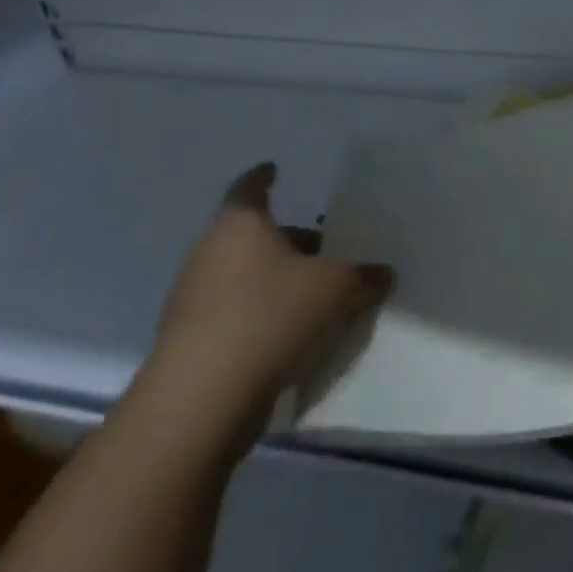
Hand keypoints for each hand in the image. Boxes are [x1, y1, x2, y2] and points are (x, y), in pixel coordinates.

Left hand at [136, 163, 390, 453]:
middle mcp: (209, 253)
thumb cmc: (270, 317)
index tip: (274, 170)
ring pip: (240, 275)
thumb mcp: (336, 290)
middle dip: (285, 238)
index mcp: (240, 225)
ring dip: (272, 278)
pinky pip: (231, 313)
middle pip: (250, 235)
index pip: (250, 188)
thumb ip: (364, 278)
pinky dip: (258, 314)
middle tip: (320, 245)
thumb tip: (384, 273)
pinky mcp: (188, 342)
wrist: (199, 401)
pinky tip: (289, 333)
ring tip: (312, 292)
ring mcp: (192, 300)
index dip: (263, 178)